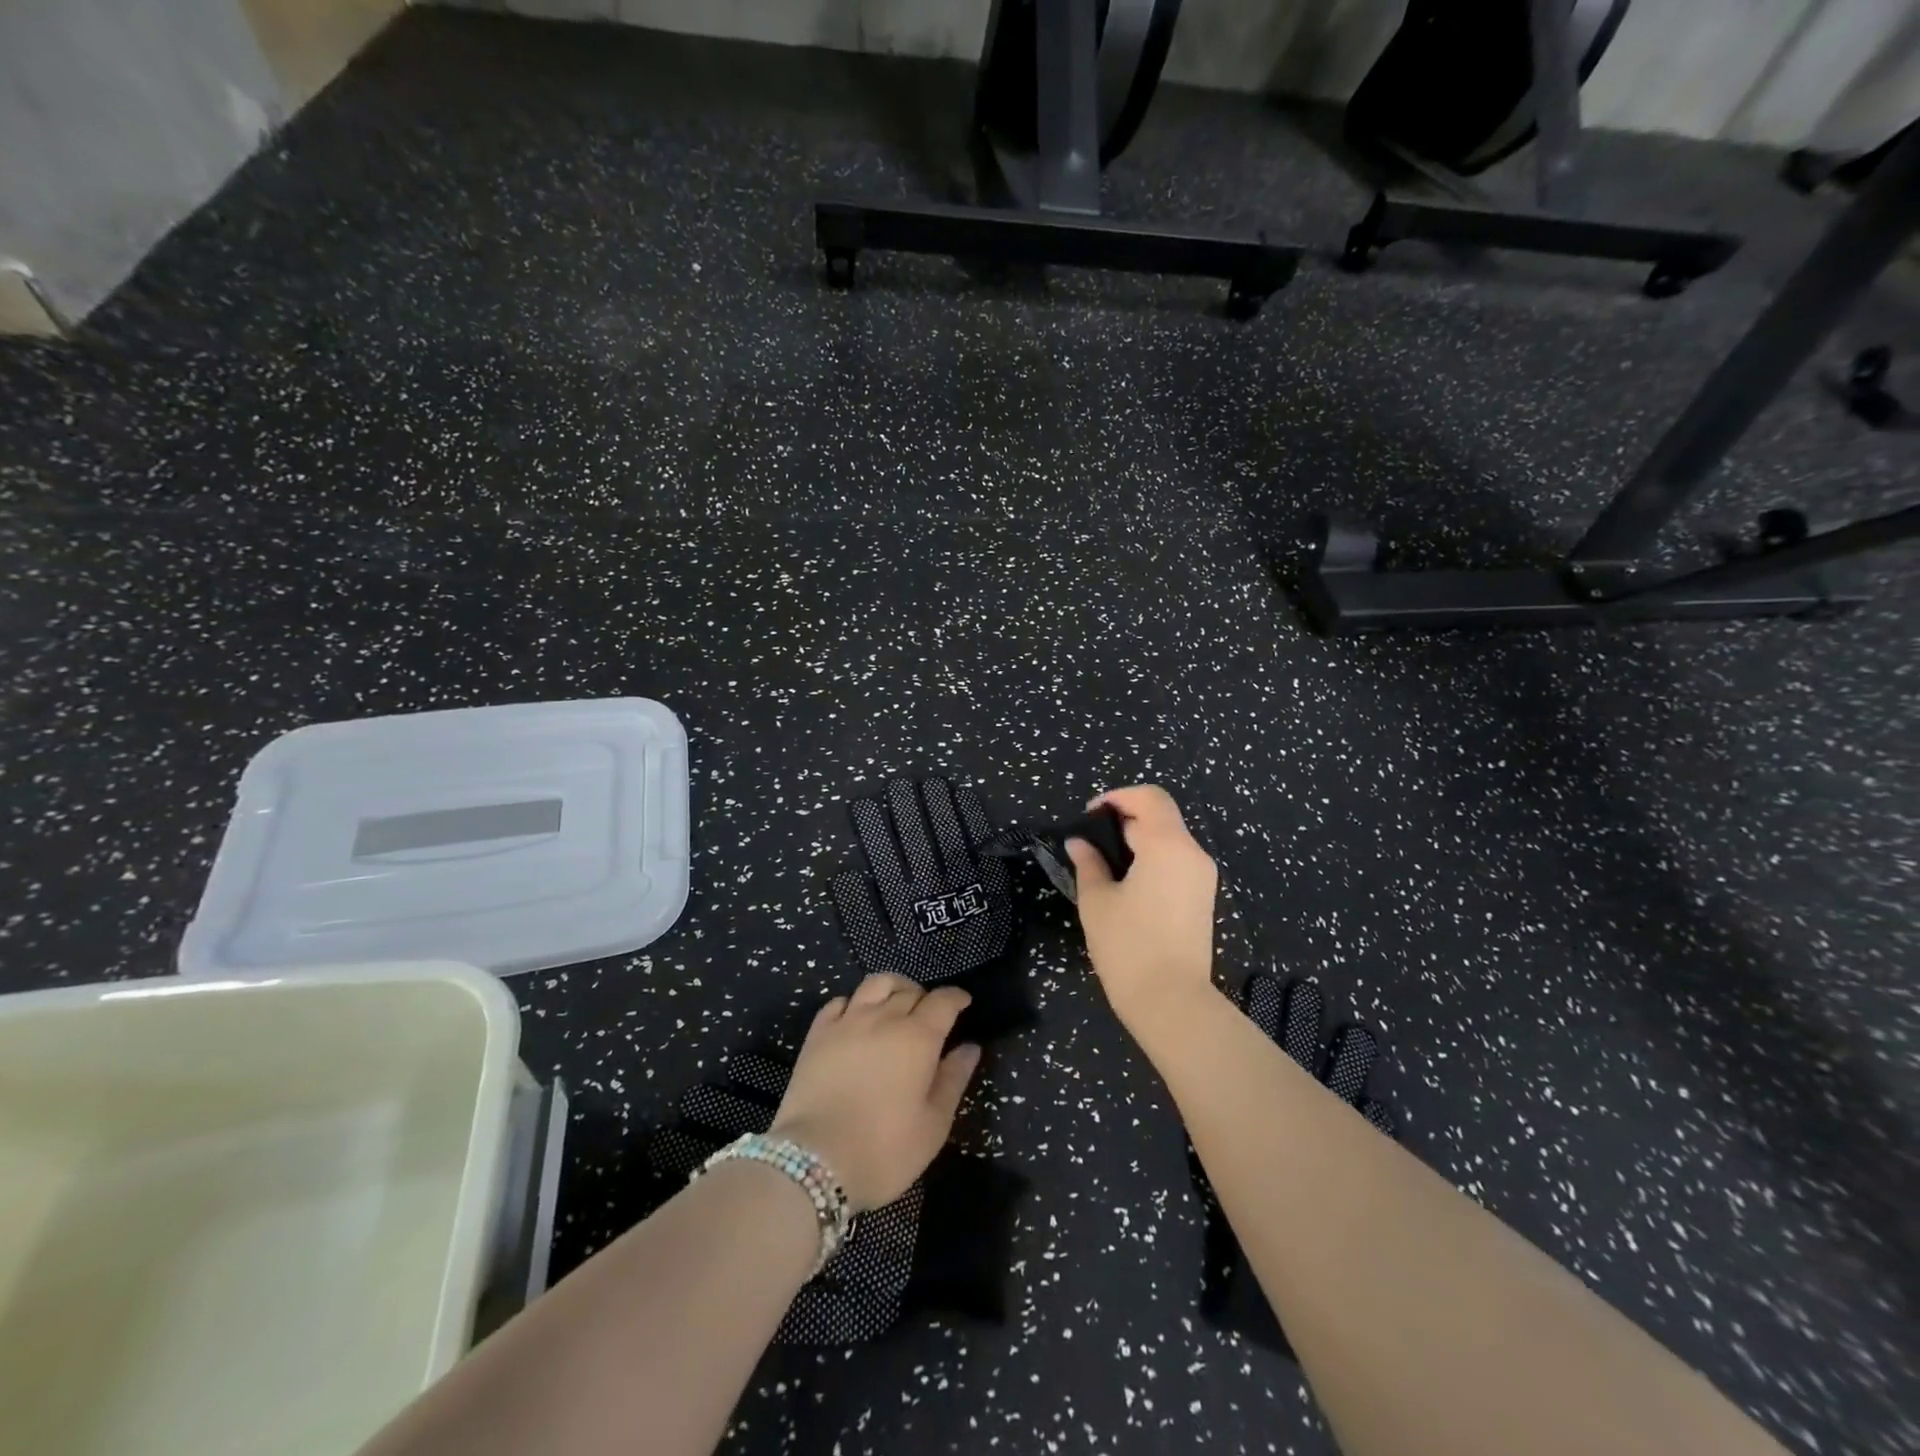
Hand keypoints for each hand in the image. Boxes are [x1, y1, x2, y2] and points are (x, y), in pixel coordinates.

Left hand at [770, 974, 981, 1211]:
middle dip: (926, 997)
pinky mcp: (818, 1033)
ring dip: (893, 988)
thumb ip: (953, 1079)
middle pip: (910, 991)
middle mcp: (884, 1018)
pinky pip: (839, 1001)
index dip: (956, 998)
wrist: (815, 1161)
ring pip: (875, 984)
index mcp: (918, 1038)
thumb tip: (970, 1047)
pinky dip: (854, 1002)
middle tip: (930, 1016)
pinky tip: (856, 1017)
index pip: (943, 1001)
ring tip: (897, 1002)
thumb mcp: (933, 1125)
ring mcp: (848, 1022)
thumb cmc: (884, 1150)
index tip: (963, 1002)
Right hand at [1066, 785, 1219, 1029]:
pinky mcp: (1203, 897)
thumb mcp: (1097, 901)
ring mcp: (1203, 876)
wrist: (1172, 1002)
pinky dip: (1152, 856)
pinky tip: (1128, 880)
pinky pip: (1177, 860)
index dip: (1117, 796)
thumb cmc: (1128, 947)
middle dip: (1125, 817)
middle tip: (1092, 840)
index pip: (1149, 797)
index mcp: (1168, 845)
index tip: (1090, 815)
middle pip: (1161, 815)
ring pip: (1170, 838)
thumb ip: (1089, 863)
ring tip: (1106, 861)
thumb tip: (1079, 843)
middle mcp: (1193, 853)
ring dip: (1139, 837)